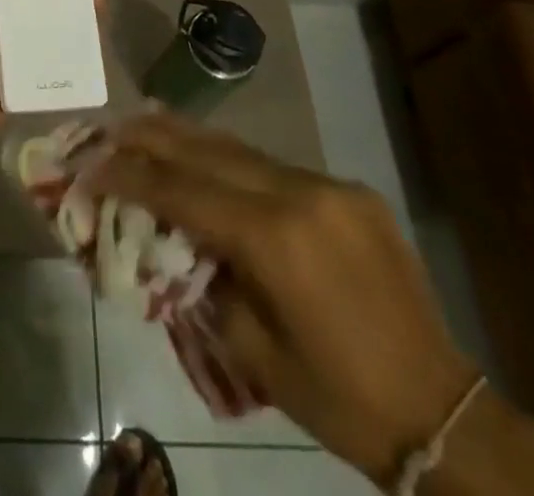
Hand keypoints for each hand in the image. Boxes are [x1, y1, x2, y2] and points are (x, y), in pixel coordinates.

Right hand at [88, 114, 478, 486]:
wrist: (441, 412)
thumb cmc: (337, 396)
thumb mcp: (251, 349)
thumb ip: (204, 278)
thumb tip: (171, 234)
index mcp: (274, 238)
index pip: (181, 190)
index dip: (130, 175)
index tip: (92, 164)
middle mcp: (300, 193)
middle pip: (207, 150)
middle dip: (151, 136)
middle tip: (110, 127)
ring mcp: (329, 185)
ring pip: (241, 148)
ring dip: (189, 138)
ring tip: (146, 122)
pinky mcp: (350, 190)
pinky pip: (276, 166)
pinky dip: (233, 160)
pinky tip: (210, 158)